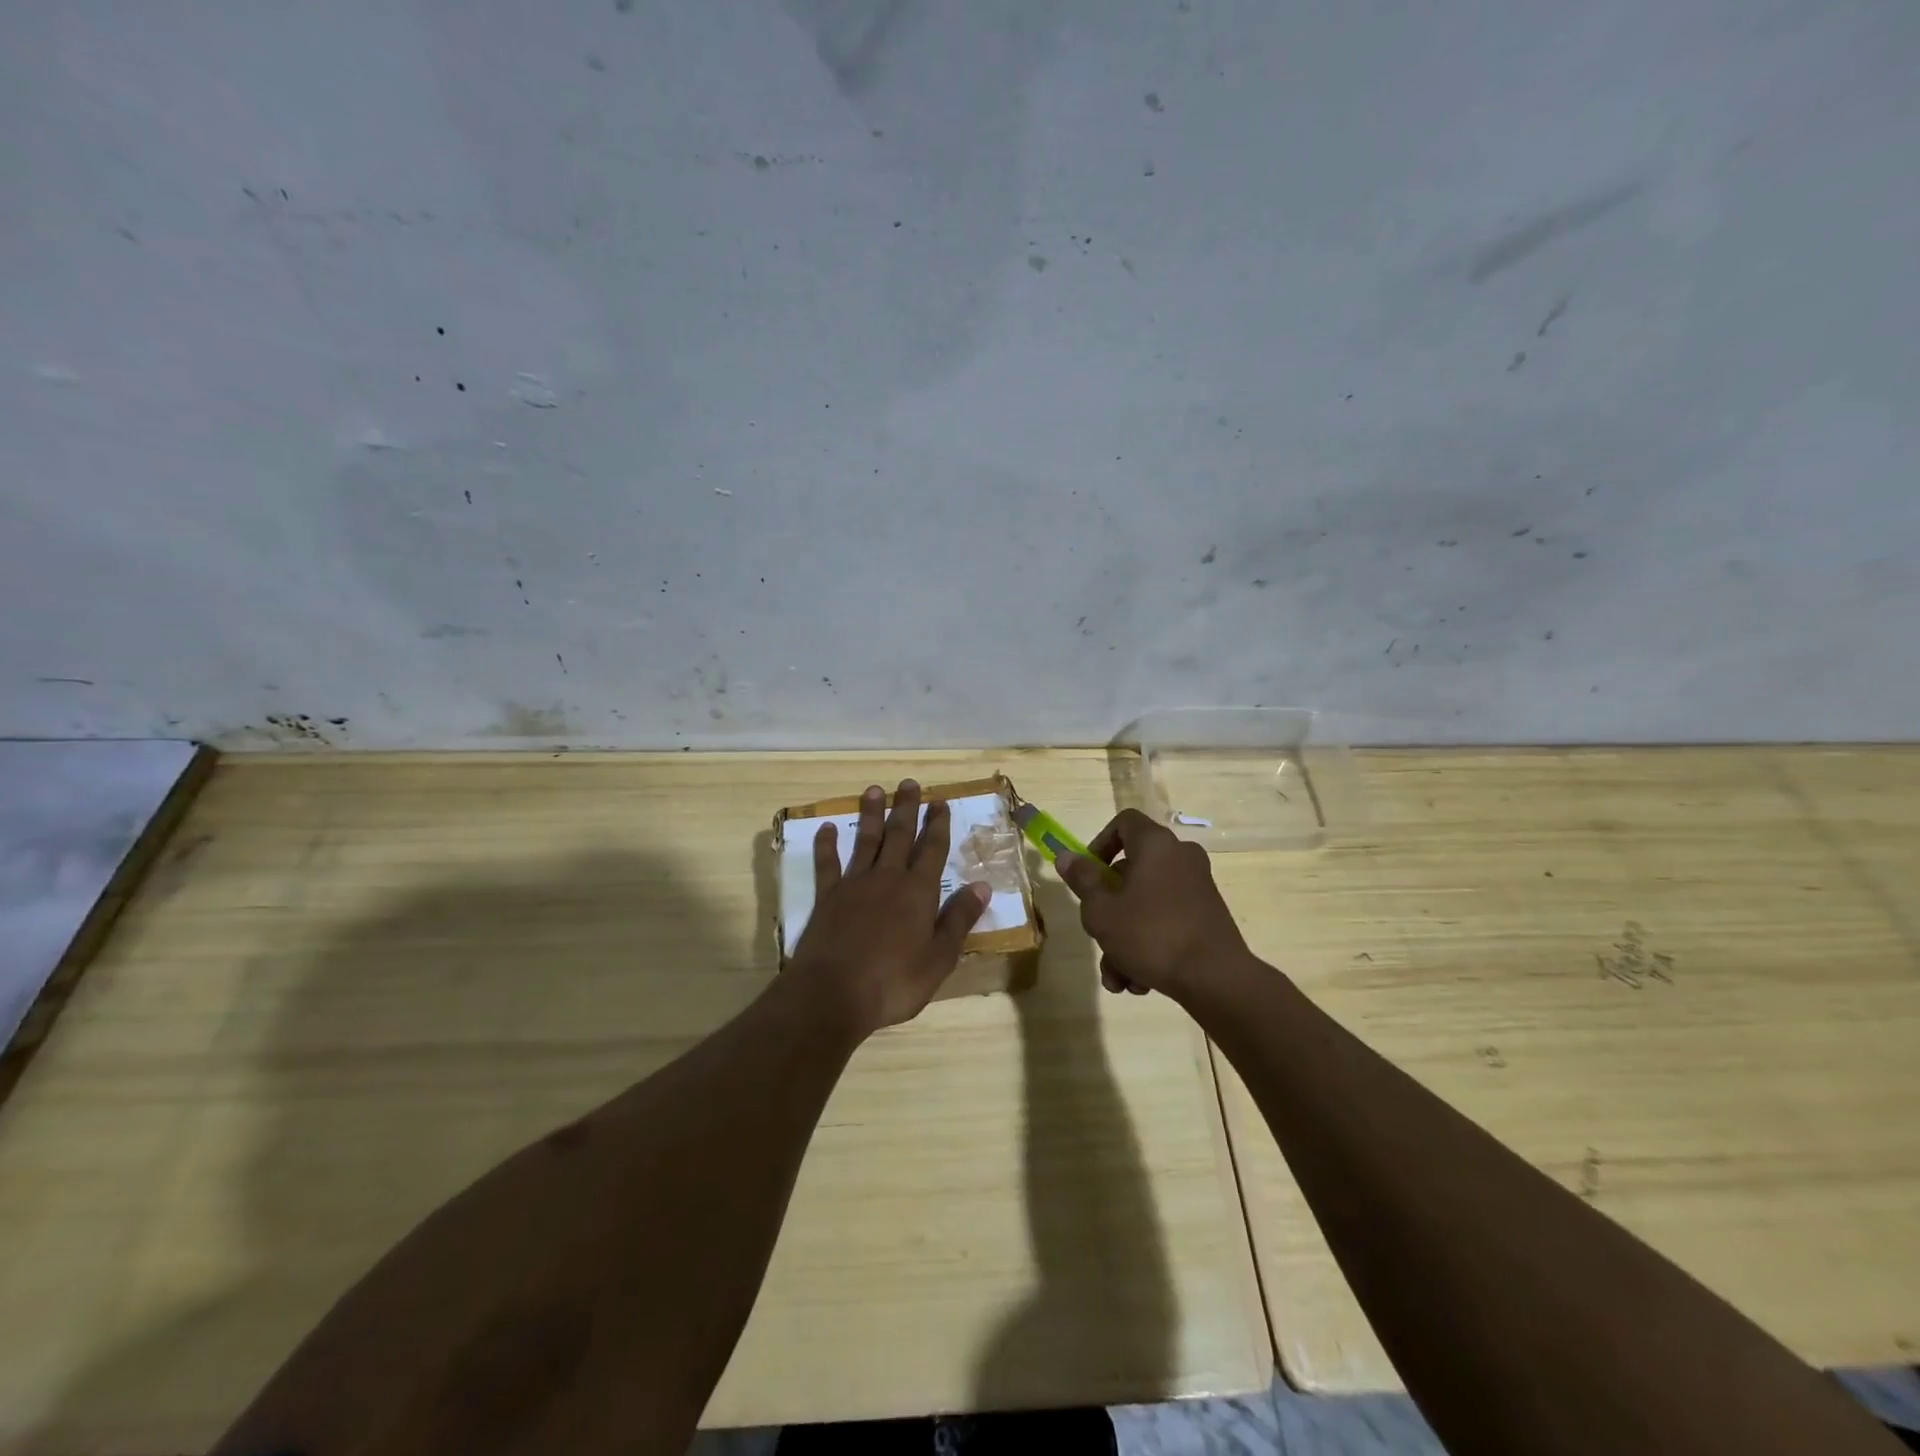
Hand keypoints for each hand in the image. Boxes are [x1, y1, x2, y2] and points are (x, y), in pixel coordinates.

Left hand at [788, 779, 990, 1035]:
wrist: (833, 994)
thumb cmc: (894, 982)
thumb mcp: (939, 958)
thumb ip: (959, 919)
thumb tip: (983, 886)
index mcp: (918, 892)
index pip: (932, 850)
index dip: (937, 825)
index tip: (939, 802)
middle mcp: (887, 878)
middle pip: (899, 835)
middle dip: (906, 809)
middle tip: (909, 784)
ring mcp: (854, 885)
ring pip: (865, 841)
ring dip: (871, 815)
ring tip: (874, 790)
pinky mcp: (827, 897)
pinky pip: (827, 864)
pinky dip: (827, 845)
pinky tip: (827, 828)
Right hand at [1056, 808, 1251, 999]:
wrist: (1216, 979)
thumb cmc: (1150, 935)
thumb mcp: (1102, 910)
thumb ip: (1082, 880)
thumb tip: (1066, 856)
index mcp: (1155, 845)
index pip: (1123, 822)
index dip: (1099, 843)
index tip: (1088, 875)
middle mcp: (1180, 857)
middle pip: (1131, 872)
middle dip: (1108, 910)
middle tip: (1097, 935)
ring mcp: (1197, 887)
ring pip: (1146, 905)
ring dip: (1124, 939)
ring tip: (1117, 977)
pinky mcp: (1207, 916)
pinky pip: (1167, 921)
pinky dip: (1150, 946)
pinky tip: (1139, 982)